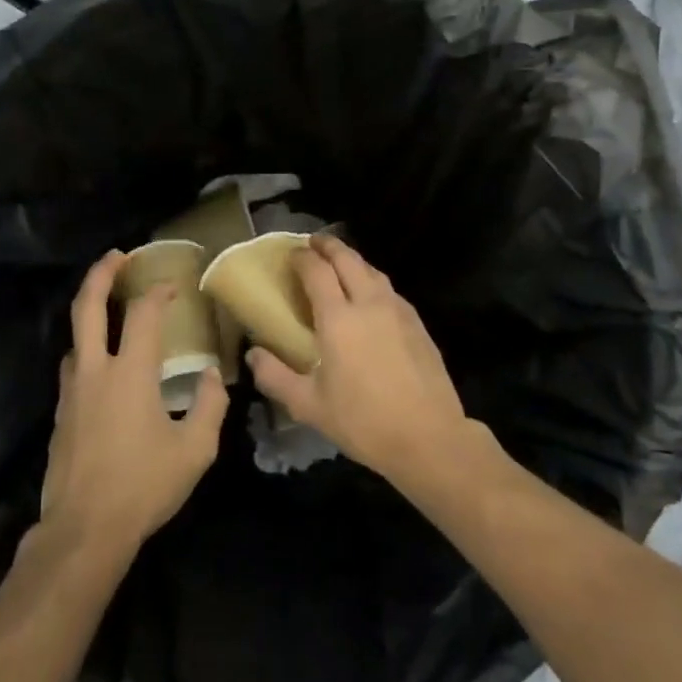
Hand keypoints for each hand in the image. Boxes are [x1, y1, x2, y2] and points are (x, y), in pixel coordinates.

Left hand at [38, 251, 229, 558]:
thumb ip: (209, 405)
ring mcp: (71, 391)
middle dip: (101, 274)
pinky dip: (87, 349)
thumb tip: (209, 374)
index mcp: (130, 373)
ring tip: (110, 310)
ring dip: (90, 313)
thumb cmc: (144, 487)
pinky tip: (101, 366)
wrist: (84, 530)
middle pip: (88, 307)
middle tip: (116, 256)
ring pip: (75, 337)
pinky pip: (72, 367)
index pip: (144, 315)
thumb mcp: (194, 450)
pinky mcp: (59, 413)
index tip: (173, 285)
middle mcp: (95, 371)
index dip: (158, 292)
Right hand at [247, 236, 470, 485]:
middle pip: (348, 259)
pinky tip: (370, 296)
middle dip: (328, 246)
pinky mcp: (418, 324)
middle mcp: (369, 304)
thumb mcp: (308, 405)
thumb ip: (275, 376)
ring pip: (373, 271)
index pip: (317, 271)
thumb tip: (253, 354)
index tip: (291, 255)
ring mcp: (398, 311)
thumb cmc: (363, 421)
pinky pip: (389, 290)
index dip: (302, 258)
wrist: (429, 438)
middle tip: (314, 243)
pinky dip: (373, 280)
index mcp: (339, 318)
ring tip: (340, 263)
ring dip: (353, 260)